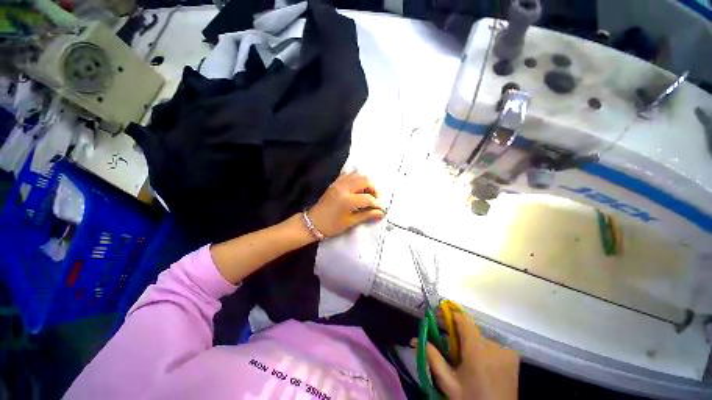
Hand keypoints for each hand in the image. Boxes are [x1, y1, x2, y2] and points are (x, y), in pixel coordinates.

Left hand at [307, 172, 384, 237]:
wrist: (313, 222)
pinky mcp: (335, 182)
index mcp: (348, 200)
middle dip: (374, 189)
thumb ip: (367, 215)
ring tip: (366, 194)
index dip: (377, 204)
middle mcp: (344, 188)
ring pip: (358, 175)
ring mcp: (339, 183)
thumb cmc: (332, 226)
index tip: (381, 210)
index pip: (369, 198)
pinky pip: (349, 175)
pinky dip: (356, 179)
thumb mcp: (350, 222)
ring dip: (365, 183)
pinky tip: (357, 188)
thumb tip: (381, 213)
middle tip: (374, 200)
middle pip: (365, 181)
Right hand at [418, 312, 519, 399]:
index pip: (461, 319)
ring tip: (464, 360)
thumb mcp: (449, 383)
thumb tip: (415, 339)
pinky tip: (480, 364)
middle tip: (449, 348)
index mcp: (477, 348)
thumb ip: (432, 358)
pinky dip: (483, 350)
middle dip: (457, 334)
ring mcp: (505, 350)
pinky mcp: (513, 357)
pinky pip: (492, 346)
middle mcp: (493, 344)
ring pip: (480, 338)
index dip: (448, 315)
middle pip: (470, 330)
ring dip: (470, 343)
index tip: (437, 317)